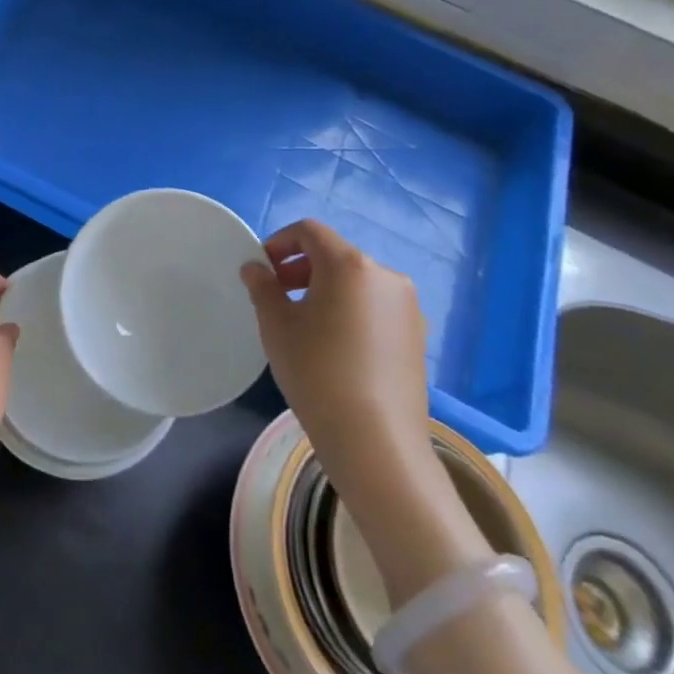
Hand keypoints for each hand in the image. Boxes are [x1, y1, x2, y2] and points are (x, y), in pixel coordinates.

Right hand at [240, 220, 431, 489]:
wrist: (375, 442)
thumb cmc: (317, 371)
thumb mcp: (276, 325)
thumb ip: (263, 287)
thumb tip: (256, 268)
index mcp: (350, 264)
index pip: (310, 231)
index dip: (280, 241)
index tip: (263, 268)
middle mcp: (385, 276)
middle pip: (335, 255)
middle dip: (302, 267)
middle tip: (277, 294)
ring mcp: (408, 307)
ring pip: (357, 281)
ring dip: (326, 288)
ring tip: (304, 322)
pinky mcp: (417, 336)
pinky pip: (375, 307)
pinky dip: (350, 310)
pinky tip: (335, 345)